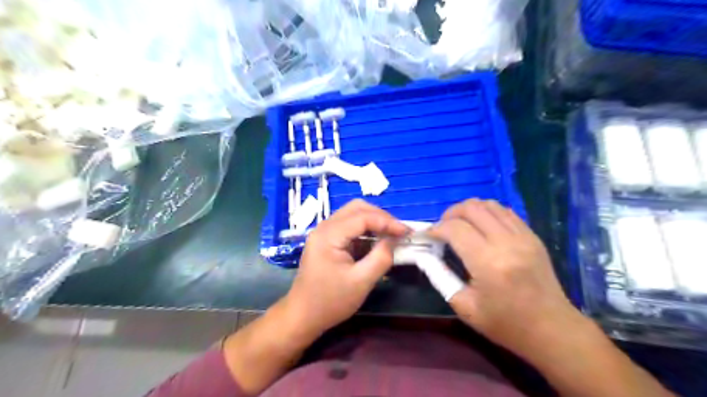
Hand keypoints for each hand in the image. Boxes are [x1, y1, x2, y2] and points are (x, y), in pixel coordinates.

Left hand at [284, 201, 409, 336]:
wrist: (303, 315)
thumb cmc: (330, 301)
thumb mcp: (361, 282)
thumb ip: (381, 258)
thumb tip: (394, 240)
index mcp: (329, 235)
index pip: (363, 217)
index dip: (387, 222)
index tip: (407, 232)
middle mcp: (324, 227)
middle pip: (356, 208)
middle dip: (381, 217)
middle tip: (398, 231)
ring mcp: (324, 232)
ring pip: (353, 214)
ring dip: (373, 221)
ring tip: (391, 234)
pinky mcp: (326, 240)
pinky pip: (349, 226)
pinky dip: (365, 230)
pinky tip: (376, 241)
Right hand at [428, 200, 582, 354]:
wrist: (552, 329)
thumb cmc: (505, 324)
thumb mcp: (464, 306)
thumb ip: (440, 276)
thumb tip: (425, 255)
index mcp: (488, 263)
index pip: (455, 229)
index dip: (435, 229)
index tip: (427, 236)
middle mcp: (506, 243)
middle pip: (471, 208)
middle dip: (450, 214)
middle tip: (443, 228)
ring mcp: (523, 236)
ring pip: (489, 205)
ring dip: (469, 210)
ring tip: (461, 225)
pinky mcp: (532, 236)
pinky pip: (505, 212)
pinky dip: (487, 213)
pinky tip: (482, 227)